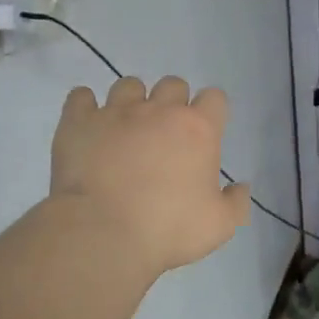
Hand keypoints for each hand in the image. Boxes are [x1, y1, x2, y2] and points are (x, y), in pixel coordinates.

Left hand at [50, 76, 250, 273]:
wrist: (102, 234)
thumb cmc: (168, 229)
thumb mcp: (219, 226)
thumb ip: (236, 203)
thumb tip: (240, 187)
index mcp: (198, 129)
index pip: (214, 97)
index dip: (211, 112)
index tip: (205, 134)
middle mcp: (158, 110)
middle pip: (173, 84)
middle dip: (173, 103)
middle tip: (165, 135)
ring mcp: (115, 112)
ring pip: (128, 85)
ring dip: (132, 102)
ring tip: (126, 130)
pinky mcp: (78, 122)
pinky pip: (81, 97)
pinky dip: (86, 107)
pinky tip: (89, 126)